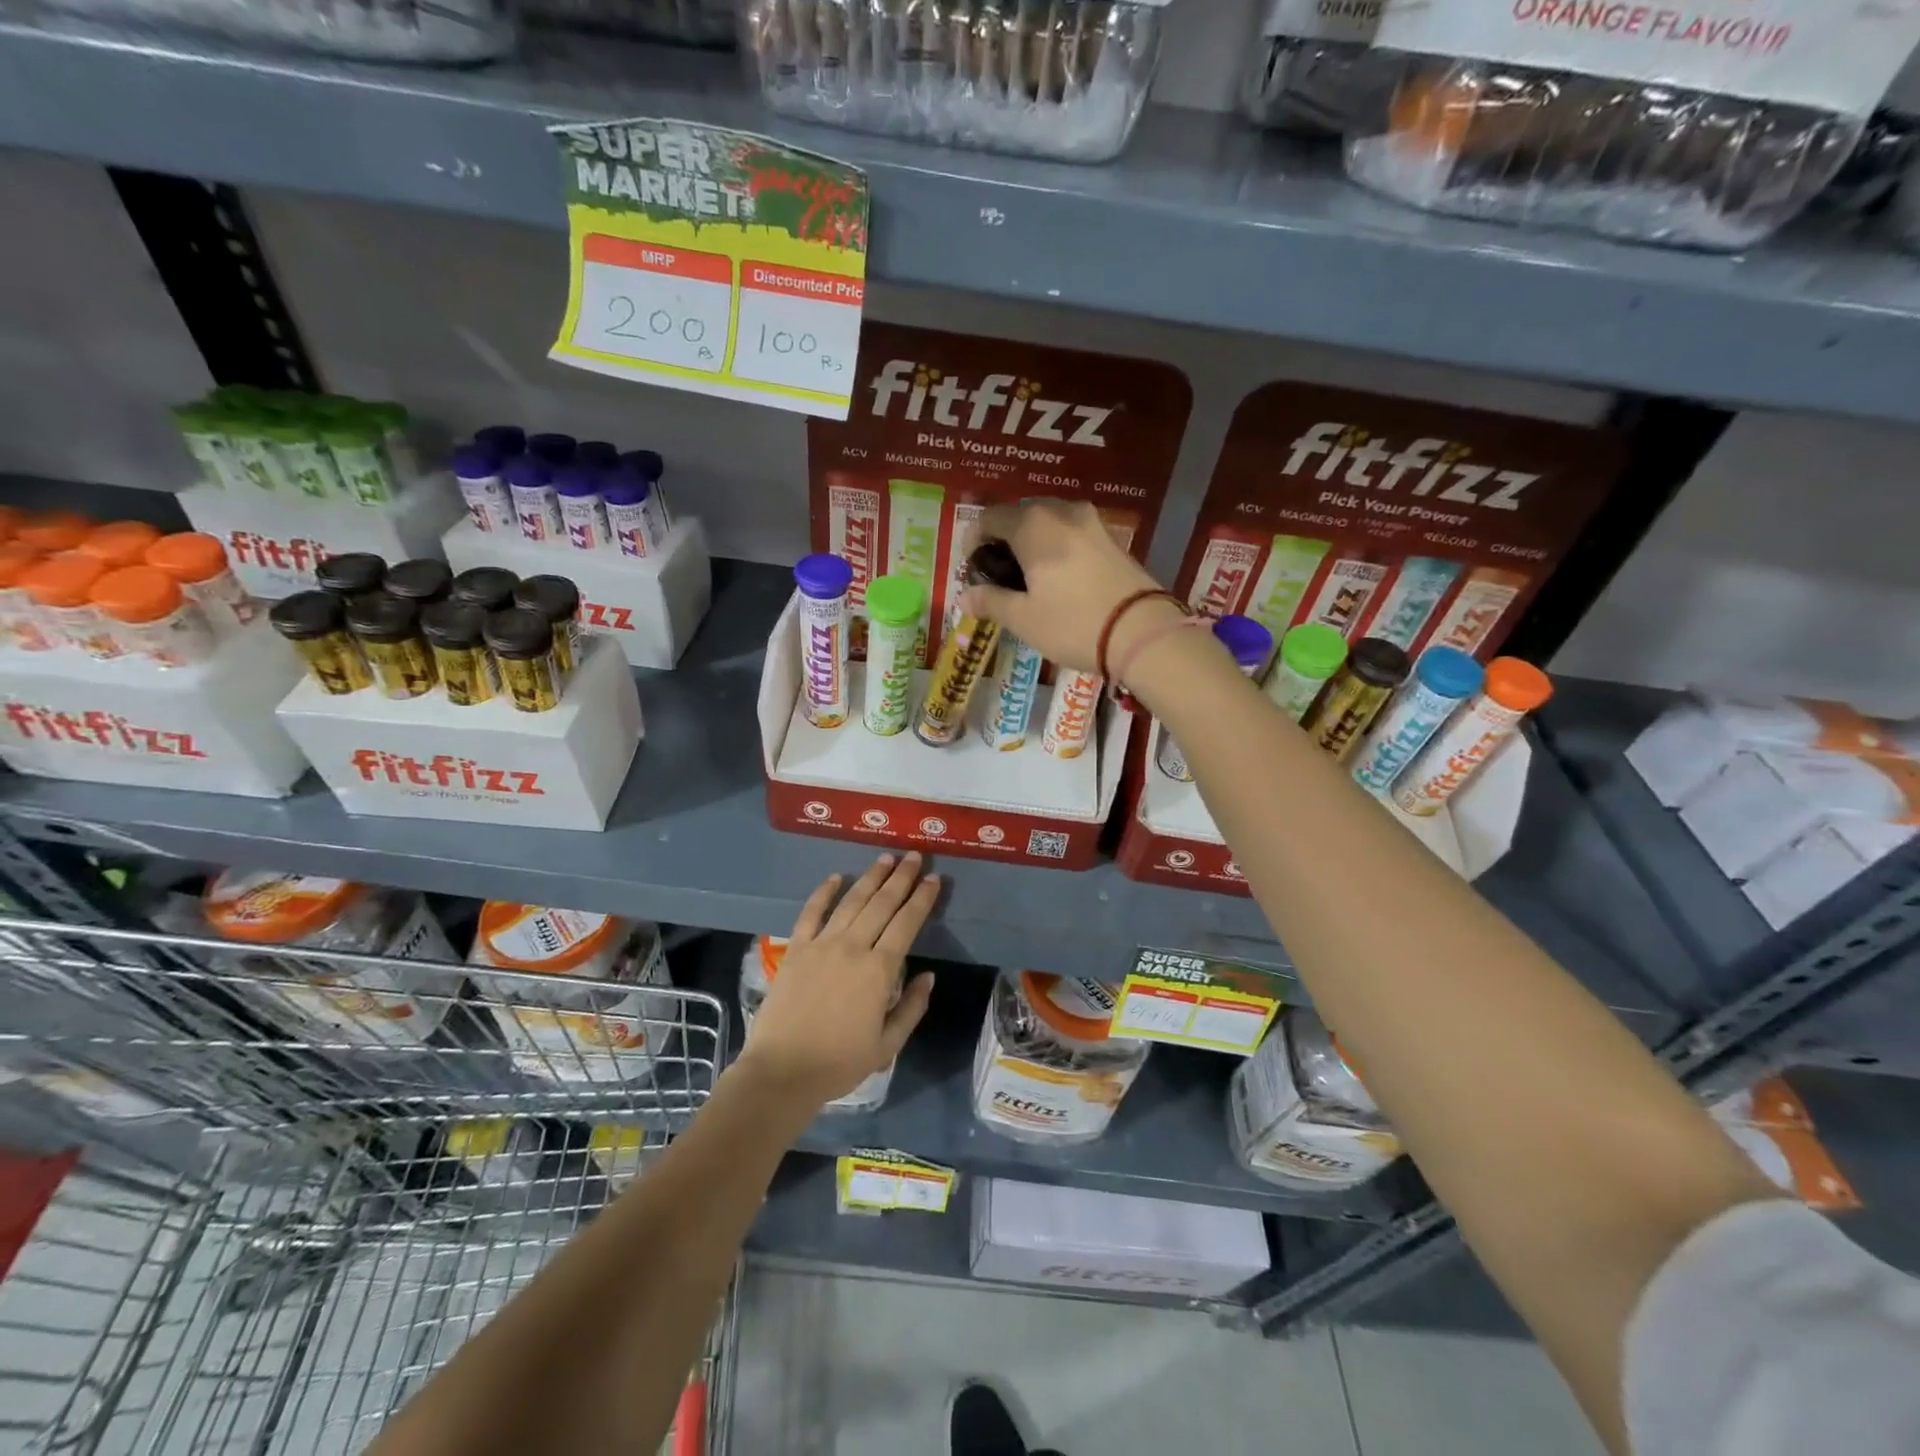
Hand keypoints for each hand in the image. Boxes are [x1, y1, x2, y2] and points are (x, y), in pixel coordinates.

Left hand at [737, 852, 937, 1107]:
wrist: (782, 1071)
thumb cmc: (839, 1063)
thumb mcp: (887, 1045)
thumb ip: (911, 1007)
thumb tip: (928, 976)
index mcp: (879, 970)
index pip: (907, 923)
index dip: (922, 899)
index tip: (934, 879)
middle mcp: (853, 947)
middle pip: (882, 904)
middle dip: (901, 877)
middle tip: (914, 855)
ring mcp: (821, 944)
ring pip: (851, 901)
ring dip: (871, 877)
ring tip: (885, 858)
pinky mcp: (796, 949)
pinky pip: (811, 912)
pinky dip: (824, 892)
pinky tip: (836, 877)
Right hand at [961, 499, 1174, 672]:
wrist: (1142, 632)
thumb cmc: (1073, 623)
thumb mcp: (1024, 618)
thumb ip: (991, 602)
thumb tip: (965, 597)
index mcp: (1032, 524)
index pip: (990, 517)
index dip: (974, 540)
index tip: (972, 568)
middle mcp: (1061, 511)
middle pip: (1020, 515)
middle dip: (1004, 540)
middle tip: (998, 574)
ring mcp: (1091, 522)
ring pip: (1049, 522)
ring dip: (1032, 542)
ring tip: (1028, 577)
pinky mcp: (1112, 538)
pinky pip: (1071, 533)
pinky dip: (1057, 547)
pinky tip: (1058, 577)